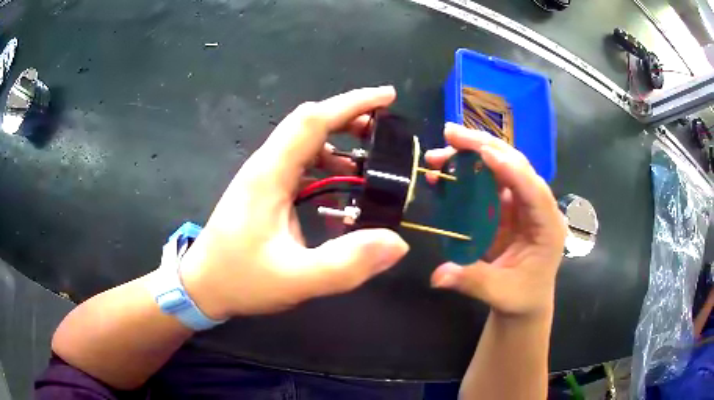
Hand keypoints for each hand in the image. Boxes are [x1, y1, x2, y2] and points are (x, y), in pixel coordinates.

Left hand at [179, 86, 408, 318]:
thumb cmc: (240, 280)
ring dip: (338, 142)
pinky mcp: (263, 190)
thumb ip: (346, 264)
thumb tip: (398, 243)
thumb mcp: (295, 280)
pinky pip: (299, 163)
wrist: (202, 286)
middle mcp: (265, 166)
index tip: (388, 97)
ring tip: (369, 161)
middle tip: (384, 129)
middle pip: (308, 123)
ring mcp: (262, 177)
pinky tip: (340, 187)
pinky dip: (326, 163)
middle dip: (349, 117)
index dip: (353, 104)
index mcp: (270, 175)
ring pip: (303, 142)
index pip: (313, 121)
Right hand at [426, 123, 565, 317]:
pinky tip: (445, 173)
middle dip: (485, 147)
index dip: (511, 170)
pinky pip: (487, 183)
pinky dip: (466, 174)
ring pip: (500, 167)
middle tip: (451, 134)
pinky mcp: (506, 207)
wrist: (523, 302)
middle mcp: (537, 207)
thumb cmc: (521, 297)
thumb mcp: (499, 294)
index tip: (484, 152)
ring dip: (472, 155)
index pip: (534, 190)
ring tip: (440, 152)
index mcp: (548, 226)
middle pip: (516, 166)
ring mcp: (521, 204)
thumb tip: (437, 276)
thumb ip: (472, 281)